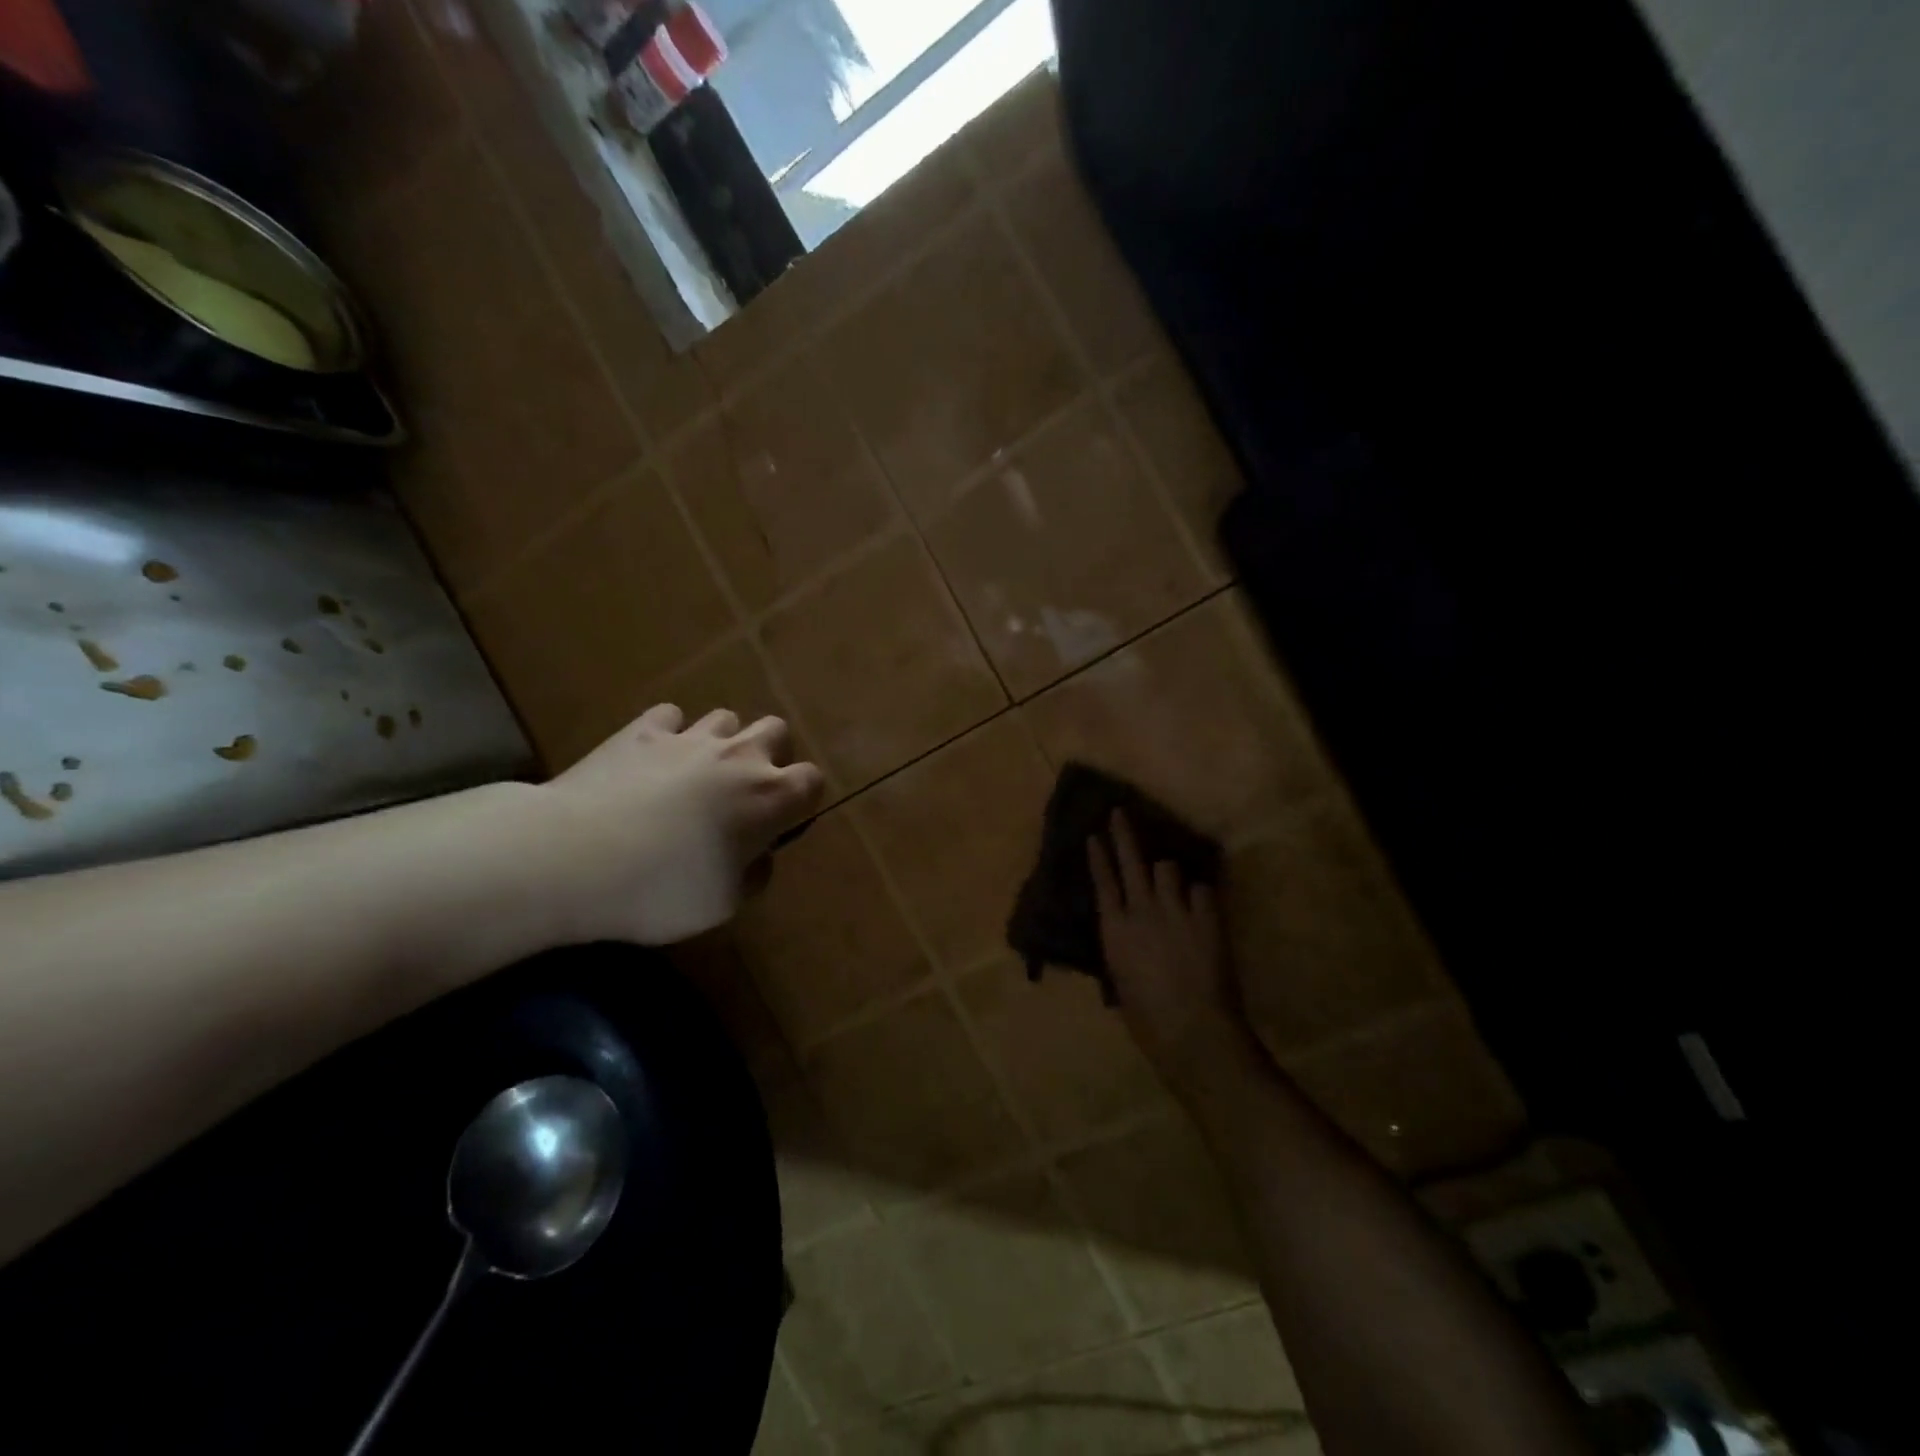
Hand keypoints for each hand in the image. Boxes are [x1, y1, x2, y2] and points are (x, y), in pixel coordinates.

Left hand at [534, 703, 824, 945]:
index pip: (811, 780)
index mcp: (769, 798)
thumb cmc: (662, 889)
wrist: (575, 856)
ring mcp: (689, 737)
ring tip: (697, 771)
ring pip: (725, 718)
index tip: (782, 821)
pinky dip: (668, 733)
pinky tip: (652, 758)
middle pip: (776, 730)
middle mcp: (739, 757)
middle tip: (743, 788)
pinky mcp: (641, 730)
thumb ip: (753, 874)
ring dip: (721, 740)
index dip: (802, 798)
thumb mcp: (725, 904)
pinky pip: (670, 716)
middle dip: (769, 754)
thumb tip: (756, 855)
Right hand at [1088, 810, 1268, 1100]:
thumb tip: (1126, 937)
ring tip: (1172, 883)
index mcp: (1114, 929)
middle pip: (1131, 861)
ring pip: (1169, 869)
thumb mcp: (1121, 982)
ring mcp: (1176, 911)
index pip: (1103, 882)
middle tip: (1120, 812)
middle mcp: (1142, 911)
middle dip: (1124, 834)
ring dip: (1168, 875)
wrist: (1191, 1030)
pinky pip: (1202, 890)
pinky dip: (1200, 896)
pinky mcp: (1207, 918)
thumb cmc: (1147, 1019)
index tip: (1093, 834)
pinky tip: (1201, 906)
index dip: (1098, 856)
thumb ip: (1123, 950)